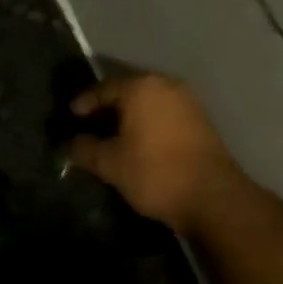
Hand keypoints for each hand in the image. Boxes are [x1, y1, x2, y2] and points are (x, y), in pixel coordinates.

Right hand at [67, 72, 244, 231]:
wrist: (212, 197)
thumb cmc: (153, 172)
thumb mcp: (109, 163)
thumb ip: (84, 149)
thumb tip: (71, 144)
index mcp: (140, 88)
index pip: (102, 89)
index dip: (83, 103)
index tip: (70, 117)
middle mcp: (166, 86)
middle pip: (126, 92)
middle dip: (106, 108)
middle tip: (87, 125)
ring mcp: (187, 102)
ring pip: (147, 103)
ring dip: (127, 116)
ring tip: (110, 136)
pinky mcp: (200, 121)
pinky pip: (163, 114)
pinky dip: (146, 124)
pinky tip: (136, 142)